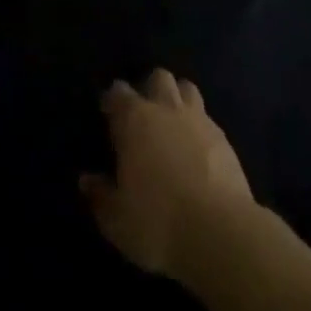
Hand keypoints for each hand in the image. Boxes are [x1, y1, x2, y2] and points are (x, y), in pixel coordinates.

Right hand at [80, 68, 256, 280]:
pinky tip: (198, 149)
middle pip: (158, 77)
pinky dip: (199, 127)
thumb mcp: (117, 220)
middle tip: (144, 115)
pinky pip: (208, 119)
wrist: (219, 232)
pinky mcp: (224, 137)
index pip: (118, 92)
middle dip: (150, 89)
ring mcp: (199, 119)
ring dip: (178, 99)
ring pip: (187, 89)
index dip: (112, 99)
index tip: (108, 112)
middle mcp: (166, 108)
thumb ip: (100, 196)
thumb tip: (86, 180)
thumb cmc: (158, 223)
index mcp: (135, 120)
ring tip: (173, 124)